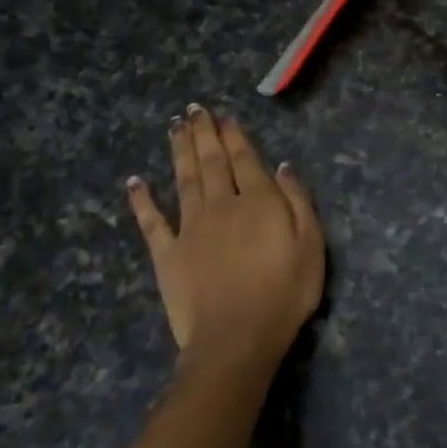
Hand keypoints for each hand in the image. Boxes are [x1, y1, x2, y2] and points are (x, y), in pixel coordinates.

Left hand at [126, 106, 323, 389]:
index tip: (223, 117)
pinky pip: (151, 222)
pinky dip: (142, 200)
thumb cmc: (285, 293)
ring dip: (179, 152)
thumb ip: (298, 202)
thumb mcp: (311, 245)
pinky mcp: (167, 254)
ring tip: (174, 128)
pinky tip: (135, 182)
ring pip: (183, 180)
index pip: (245, 160)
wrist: (237, 337)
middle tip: (194, 110)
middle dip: (203, 134)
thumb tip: (282, 167)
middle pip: (211, 162)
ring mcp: (190, 228)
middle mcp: (221, 205)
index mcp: (258, 202)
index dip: (234, 136)